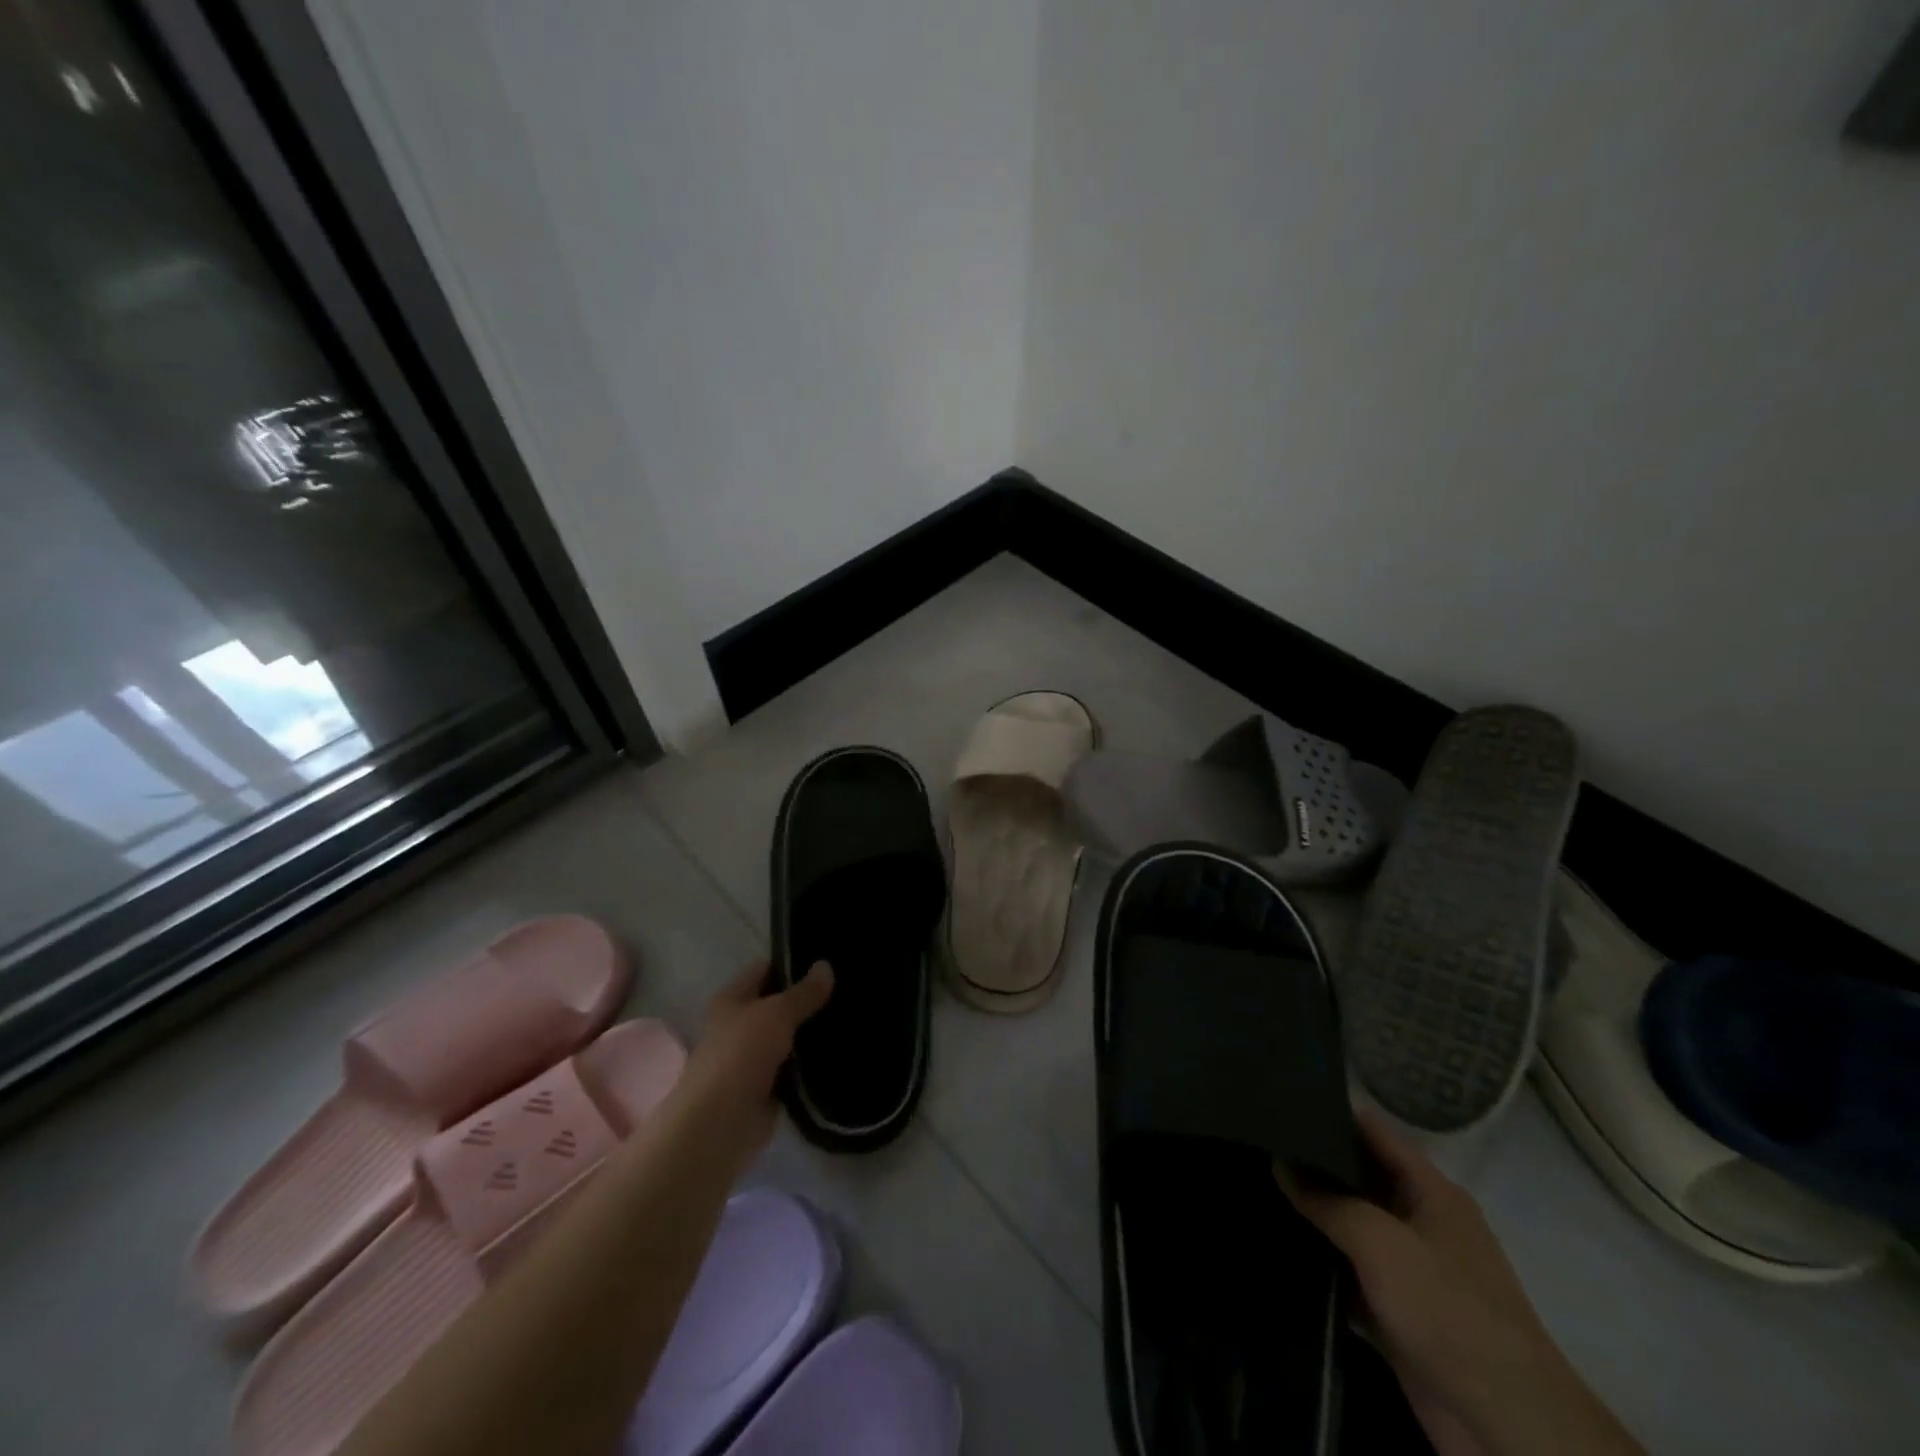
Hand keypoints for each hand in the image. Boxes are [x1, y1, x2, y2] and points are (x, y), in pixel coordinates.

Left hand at [673, 960, 832, 1176]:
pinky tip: (842, 1050)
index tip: (829, 959)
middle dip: (809, 999)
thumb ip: (803, 992)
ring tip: (853, 1015)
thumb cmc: (741, 1055)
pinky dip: (813, 1063)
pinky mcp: (768, 1087)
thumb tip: (826, 965)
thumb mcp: (776, 1013)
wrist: (720, 1124)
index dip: (793, 963)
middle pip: (779, 1004)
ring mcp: (754, 1057)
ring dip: (813, 1032)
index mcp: (732, 999)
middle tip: (849, 987)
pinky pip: (796, 1067)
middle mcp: (740, 1025)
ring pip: (790, 1036)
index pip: (766, 969)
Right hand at [1279, 1108, 1642, 1455]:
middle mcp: (1419, 1220)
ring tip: (1251, 1182)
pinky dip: (1318, 1260)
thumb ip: (1326, 1200)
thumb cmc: (1447, 1309)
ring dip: (1310, 1213)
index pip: (1372, 1131)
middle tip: (1255, 1139)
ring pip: (1348, 1225)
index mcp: (1430, 1191)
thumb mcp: (1380, 1242)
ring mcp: (1408, 1268)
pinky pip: (1347, 1272)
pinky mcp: (1395, 1311)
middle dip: (1311, 1161)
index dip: (1329, 1111)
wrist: (1504, 1424)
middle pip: (1357, 1176)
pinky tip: (1273, 1243)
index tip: (1278, 1097)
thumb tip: (1281, 1163)